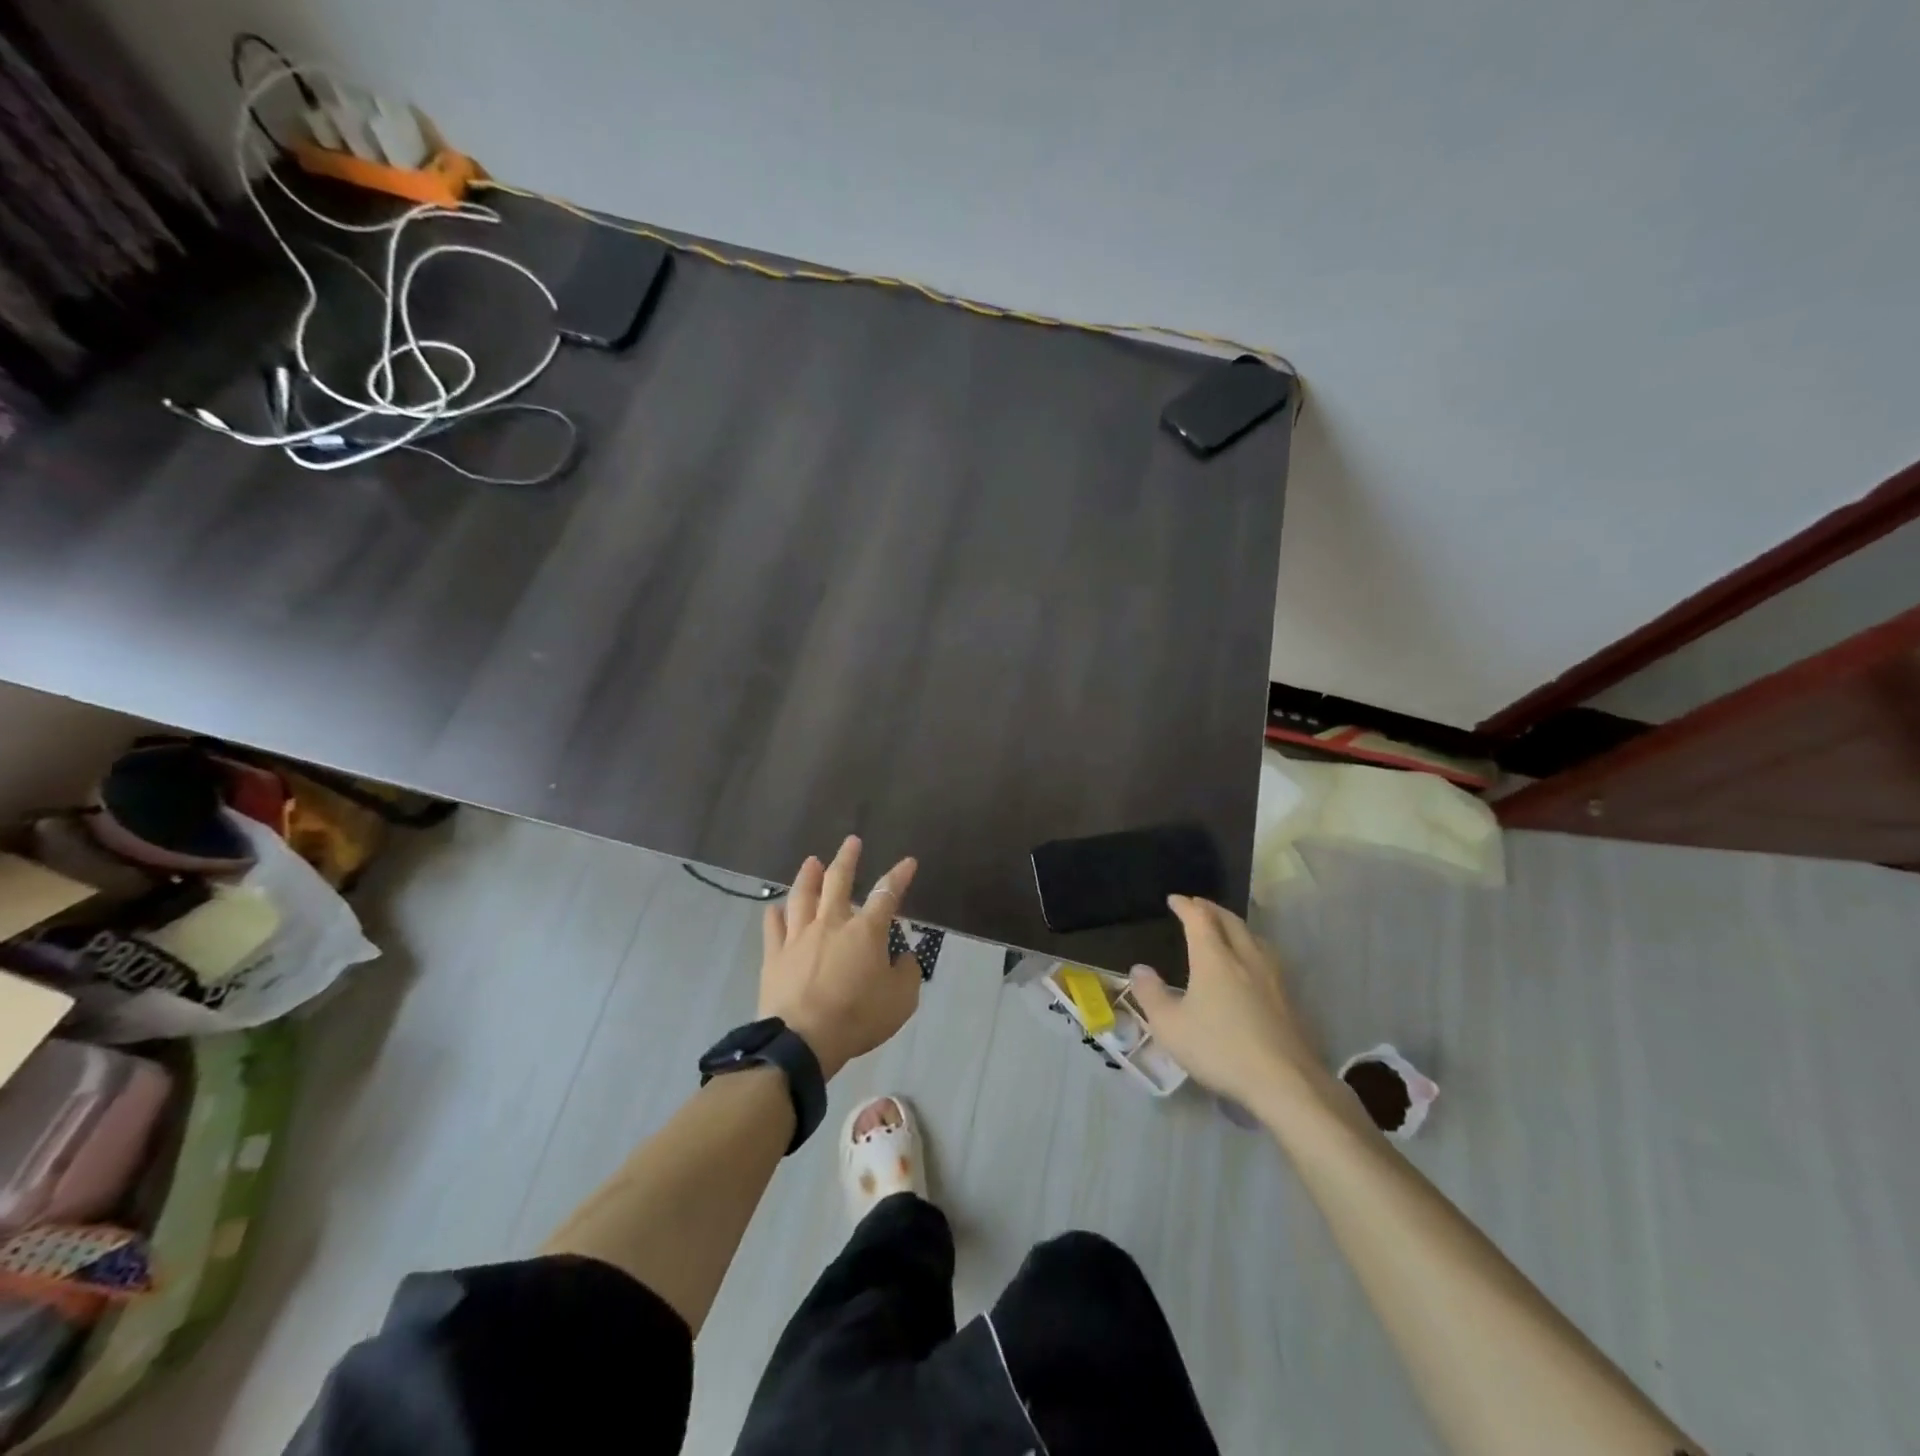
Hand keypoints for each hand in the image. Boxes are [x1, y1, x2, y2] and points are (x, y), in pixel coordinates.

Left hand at [759, 836, 920, 1079]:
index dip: (899, 876)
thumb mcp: (901, 1000)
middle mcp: (831, 923)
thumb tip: (903, 958)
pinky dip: (775, 914)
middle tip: (851, 841)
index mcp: (865, 931)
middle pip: (838, 881)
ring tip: (812, 861)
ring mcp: (799, 937)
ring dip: (808, 876)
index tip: (908, 862)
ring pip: (802, 896)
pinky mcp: (775, 955)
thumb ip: (906, 973)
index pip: (887, 894)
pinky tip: (775, 907)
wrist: (803, 1039)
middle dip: (847, 859)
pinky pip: (773, 927)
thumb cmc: (858, 1017)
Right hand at [1129, 895, 1334, 1121]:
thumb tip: (1139, 968)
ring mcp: (1271, 978)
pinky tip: (1250, 965)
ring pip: (1253, 937)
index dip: (1186, 906)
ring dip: (1235, 926)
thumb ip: (1151, 994)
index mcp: (1214, 959)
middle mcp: (1245, 958)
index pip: (1199, 919)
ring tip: (1225, 929)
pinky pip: (1266, 957)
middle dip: (1212, 909)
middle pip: (1230, 921)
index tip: (1174, 900)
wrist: (1285, 1082)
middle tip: (1198, 905)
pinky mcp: (1287, 999)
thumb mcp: (1170, 1027)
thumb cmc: (1219, 1049)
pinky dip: (1251, 947)